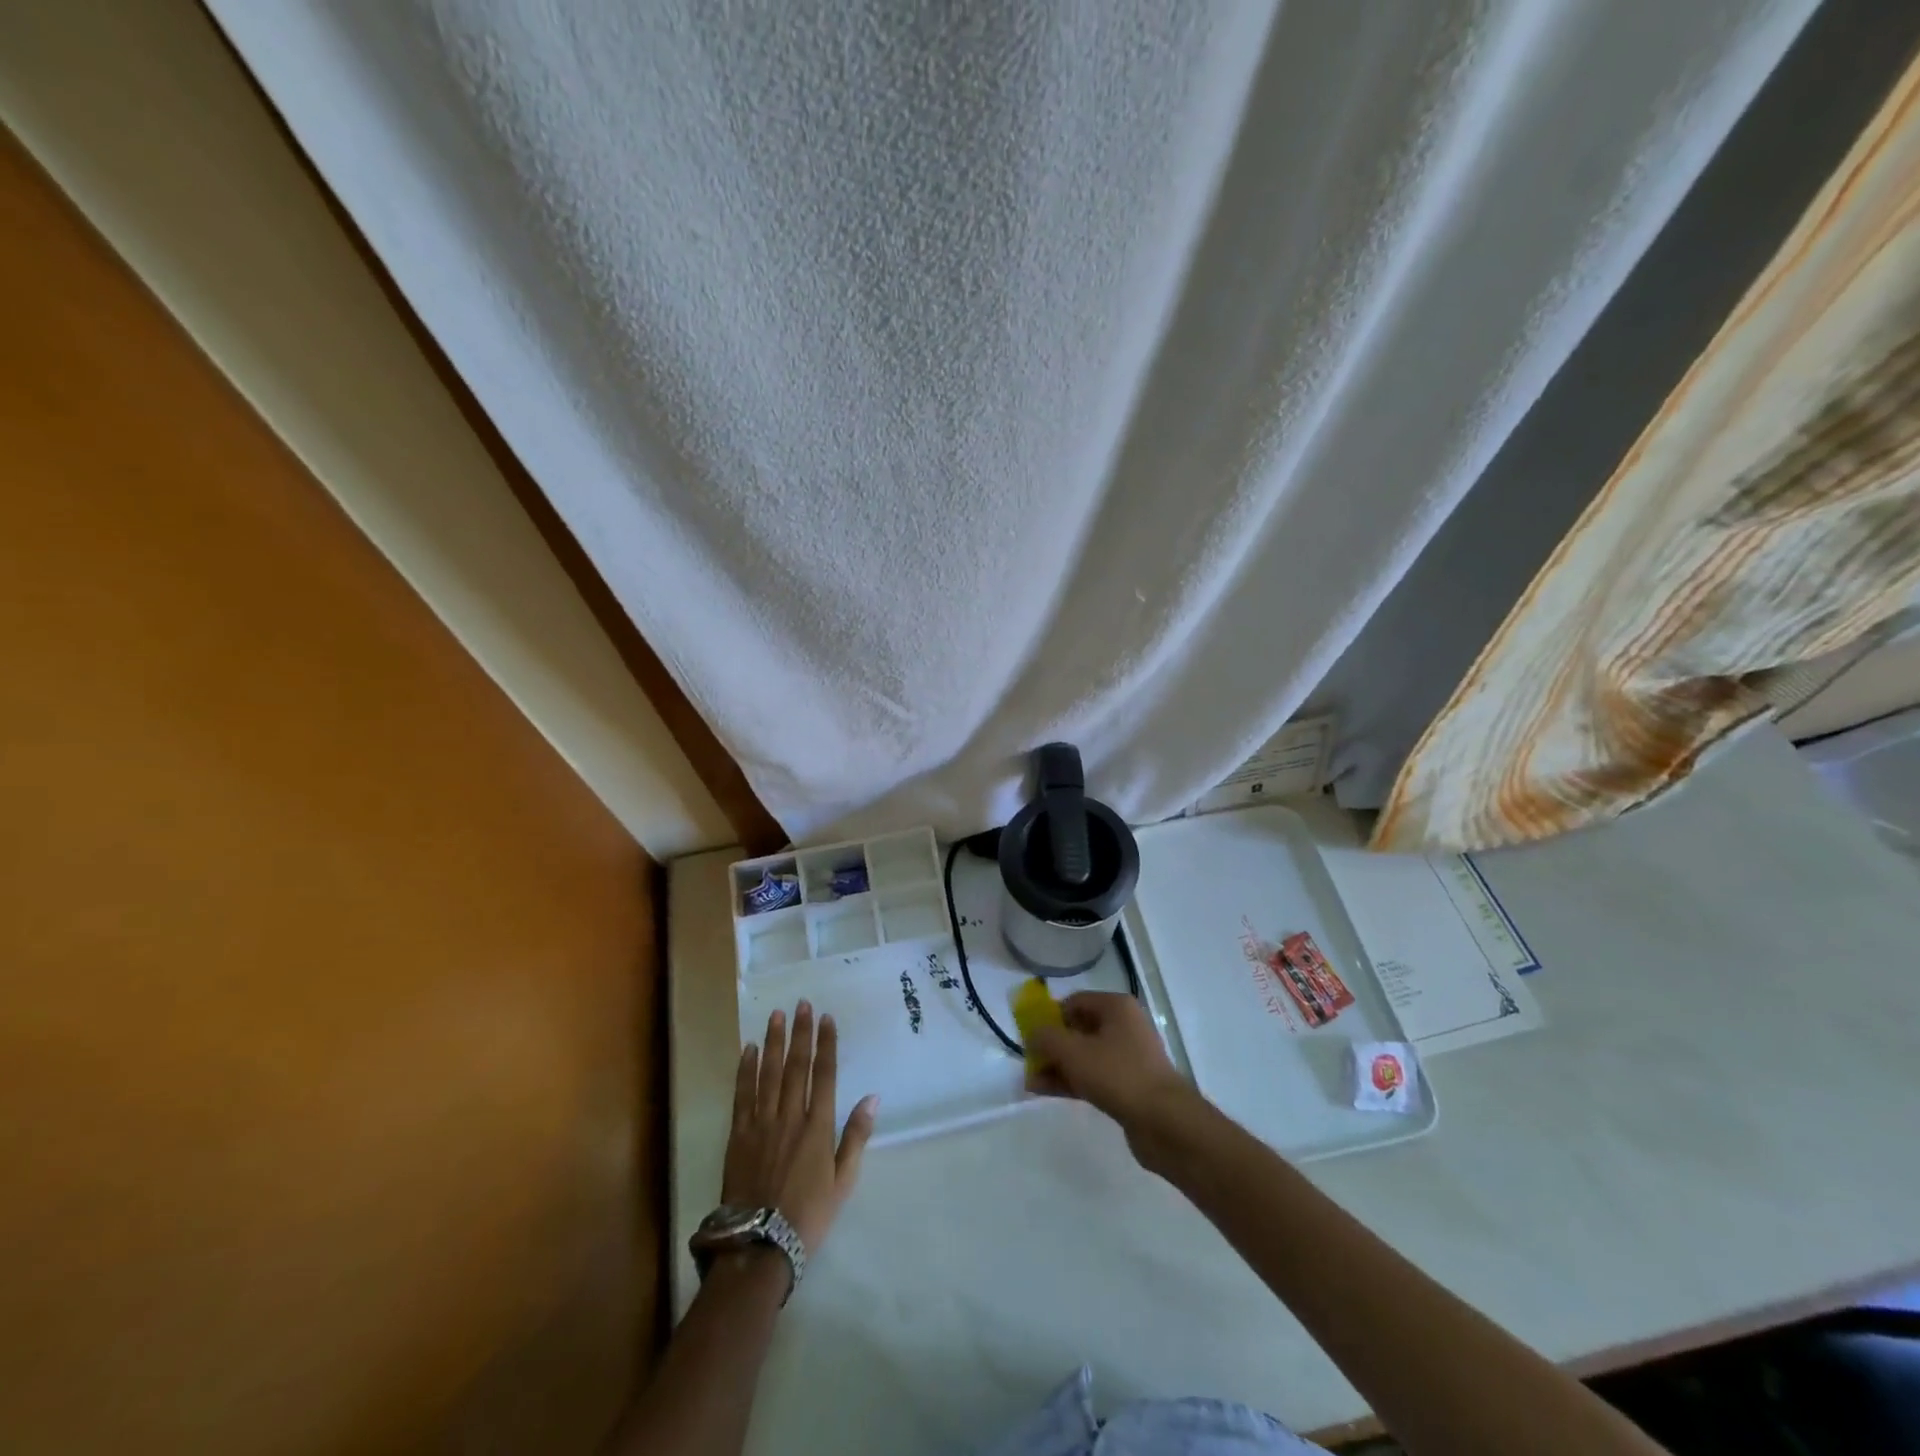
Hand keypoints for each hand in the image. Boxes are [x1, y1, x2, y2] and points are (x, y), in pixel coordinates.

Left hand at [724, 1001, 876, 1254]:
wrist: (758, 1246)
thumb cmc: (808, 1215)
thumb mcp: (843, 1181)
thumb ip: (856, 1136)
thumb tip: (873, 1097)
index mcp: (818, 1127)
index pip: (824, 1074)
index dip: (826, 1044)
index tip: (826, 1018)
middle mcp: (790, 1116)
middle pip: (796, 1066)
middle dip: (800, 1032)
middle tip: (802, 1004)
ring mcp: (761, 1123)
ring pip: (769, 1073)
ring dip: (774, 1041)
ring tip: (777, 1015)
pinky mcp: (738, 1135)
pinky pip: (743, 1094)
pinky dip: (746, 1069)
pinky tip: (749, 1049)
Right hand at [1026, 991, 1204, 1161]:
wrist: (1165, 1122)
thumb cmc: (1118, 1074)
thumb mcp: (1073, 1051)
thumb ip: (1046, 1038)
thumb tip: (1032, 1033)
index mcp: (1116, 1007)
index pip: (1074, 1002)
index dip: (1049, 1016)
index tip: (1030, 1035)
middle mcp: (1124, 1026)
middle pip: (1078, 1029)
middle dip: (1051, 1045)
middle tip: (1029, 1061)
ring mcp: (1127, 1057)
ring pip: (1084, 1055)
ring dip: (1057, 1066)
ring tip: (1031, 1082)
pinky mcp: (1128, 1085)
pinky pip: (1093, 1076)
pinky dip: (1071, 1081)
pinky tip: (1046, 1091)